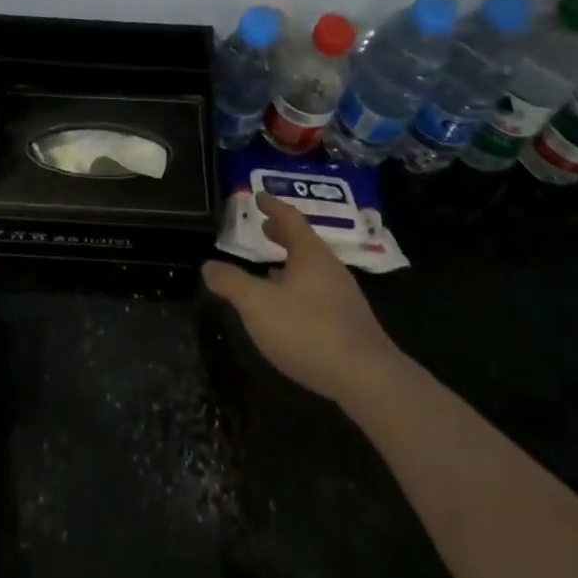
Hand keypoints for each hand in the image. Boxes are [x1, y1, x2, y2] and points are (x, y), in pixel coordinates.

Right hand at [203, 194, 398, 408]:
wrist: (368, 380)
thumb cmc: (309, 331)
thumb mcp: (258, 305)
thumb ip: (232, 283)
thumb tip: (208, 266)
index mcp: (310, 254)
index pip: (290, 218)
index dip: (272, 206)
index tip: (259, 196)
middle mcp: (330, 268)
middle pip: (304, 243)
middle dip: (282, 234)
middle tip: (265, 227)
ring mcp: (344, 297)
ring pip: (312, 270)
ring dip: (290, 264)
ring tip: (270, 270)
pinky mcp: (350, 325)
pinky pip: (319, 294)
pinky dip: (300, 289)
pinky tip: (290, 310)